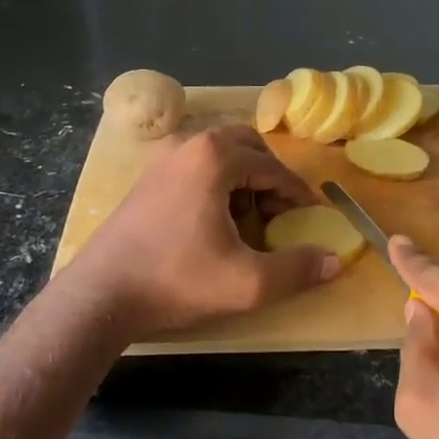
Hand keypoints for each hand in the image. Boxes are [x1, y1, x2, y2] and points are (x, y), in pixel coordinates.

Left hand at [66, 124, 340, 340]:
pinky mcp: (147, 177)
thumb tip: (336, 260)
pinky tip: (215, 223)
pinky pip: (197, 166)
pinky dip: (217, 183)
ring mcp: (163, 157)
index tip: (312, 217)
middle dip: (270, 178)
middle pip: (247, 147)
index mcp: (214, 157)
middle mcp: (188, 144)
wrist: (102, 294)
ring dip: (244, 179)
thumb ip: (297, 269)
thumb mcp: (247, 282)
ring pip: (220, 155)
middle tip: (281, 214)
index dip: (297, 193)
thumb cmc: (177, 280)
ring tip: (250, 222)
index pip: (273, 166)